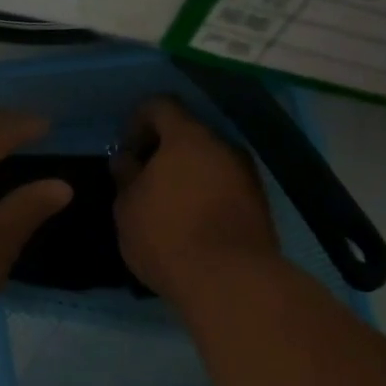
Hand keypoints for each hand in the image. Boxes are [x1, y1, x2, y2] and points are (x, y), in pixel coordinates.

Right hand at [112, 96, 280, 302]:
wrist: (231, 279)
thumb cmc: (167, 235)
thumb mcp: (128, 207)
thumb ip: (126, 176)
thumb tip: (127, 159)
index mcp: (187, 137)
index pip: (160, 105)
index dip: (137, 121)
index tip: (126, 150)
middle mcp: (223, 145)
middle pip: (189, 133)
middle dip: (164, 150)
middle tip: (144, 179)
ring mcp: (247, 173)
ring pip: (210, 160)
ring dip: (188, 174)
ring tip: (167, 205)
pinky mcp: (260, 203)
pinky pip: (225, 185)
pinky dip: (207, 194)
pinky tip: (192, 222)